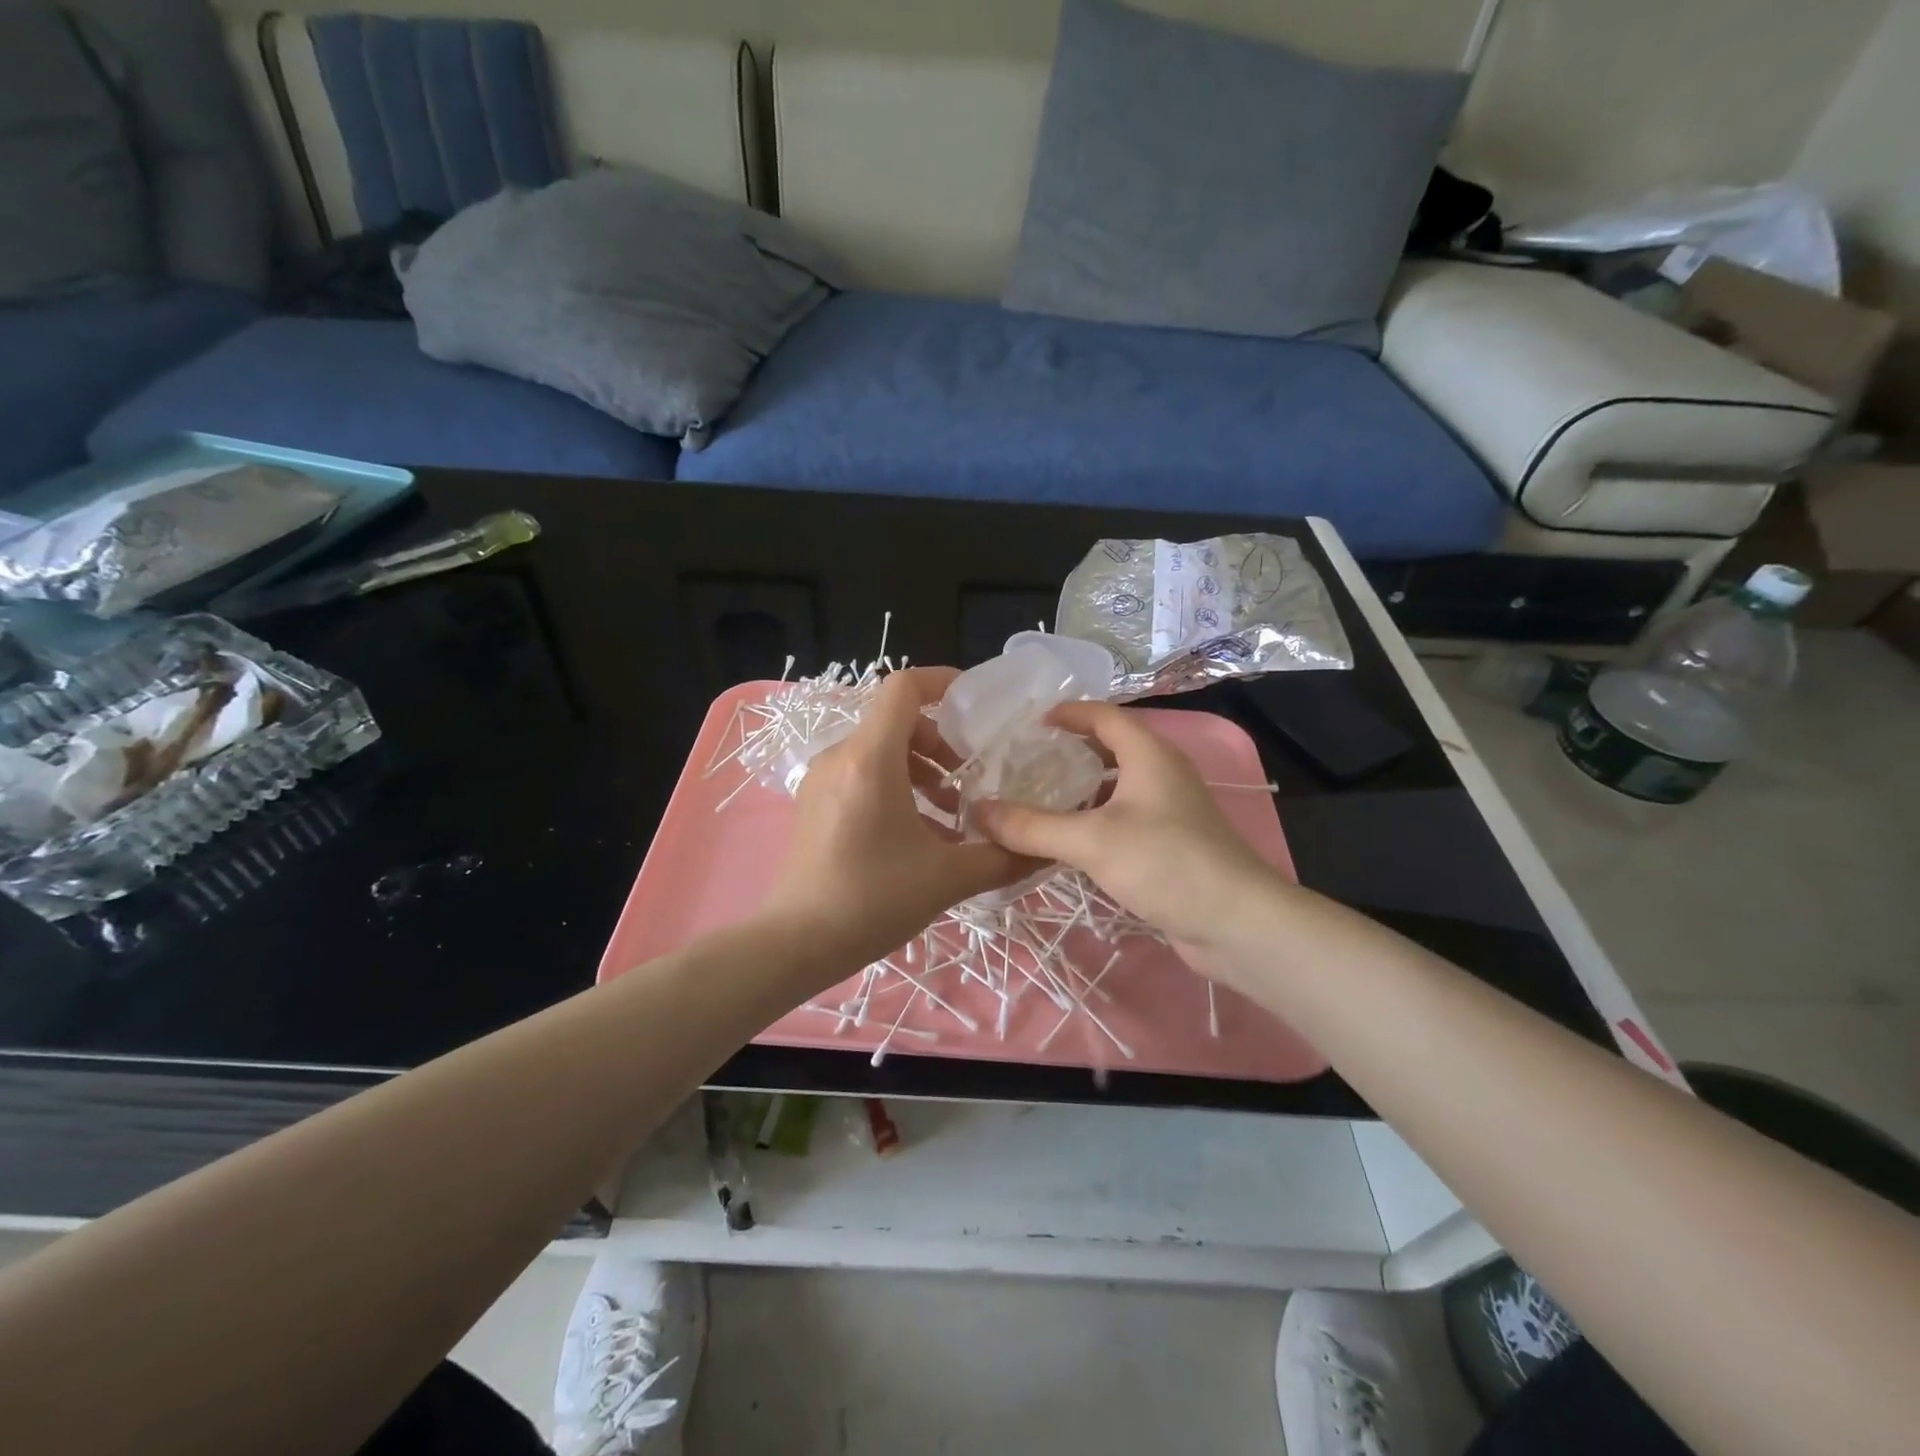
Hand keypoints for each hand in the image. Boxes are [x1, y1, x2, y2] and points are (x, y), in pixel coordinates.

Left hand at [759, 667, 1032, 981]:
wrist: (796, 943)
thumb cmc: (871, 899)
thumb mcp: (946, 879)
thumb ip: (1001, 858)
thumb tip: (1044, 851)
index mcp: (870, 759)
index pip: (903, 688)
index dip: (941, 681)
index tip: (974, 703)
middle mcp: (841, 757)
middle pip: (895, 721)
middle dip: (939, 741)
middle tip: (968, 778)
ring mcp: (822, 780)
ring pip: (879, 751)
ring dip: (920, 770)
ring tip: (950, 813)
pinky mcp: (813, 804)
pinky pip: (861, 775)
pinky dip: (895, 787)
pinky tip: (918, 834)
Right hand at [971, 702, 1291, 974]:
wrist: (1236, 922)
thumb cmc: (1165, 863)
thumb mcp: (1091, 840)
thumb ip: (1032, 826)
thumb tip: (977, 811)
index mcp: (1149, 754)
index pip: (1104, 716)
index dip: (1068, 713)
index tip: (1030, 723)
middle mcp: (1162, 773)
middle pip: (1111, 748)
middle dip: (1070, 751)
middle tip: (1025, 762)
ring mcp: (1170, 810)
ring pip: (1117, 787)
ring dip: (1081, 789)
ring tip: (1038, 799)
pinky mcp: (1171, 844)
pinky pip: (1124, 818)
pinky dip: (1095, 819)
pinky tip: (1069, 840)